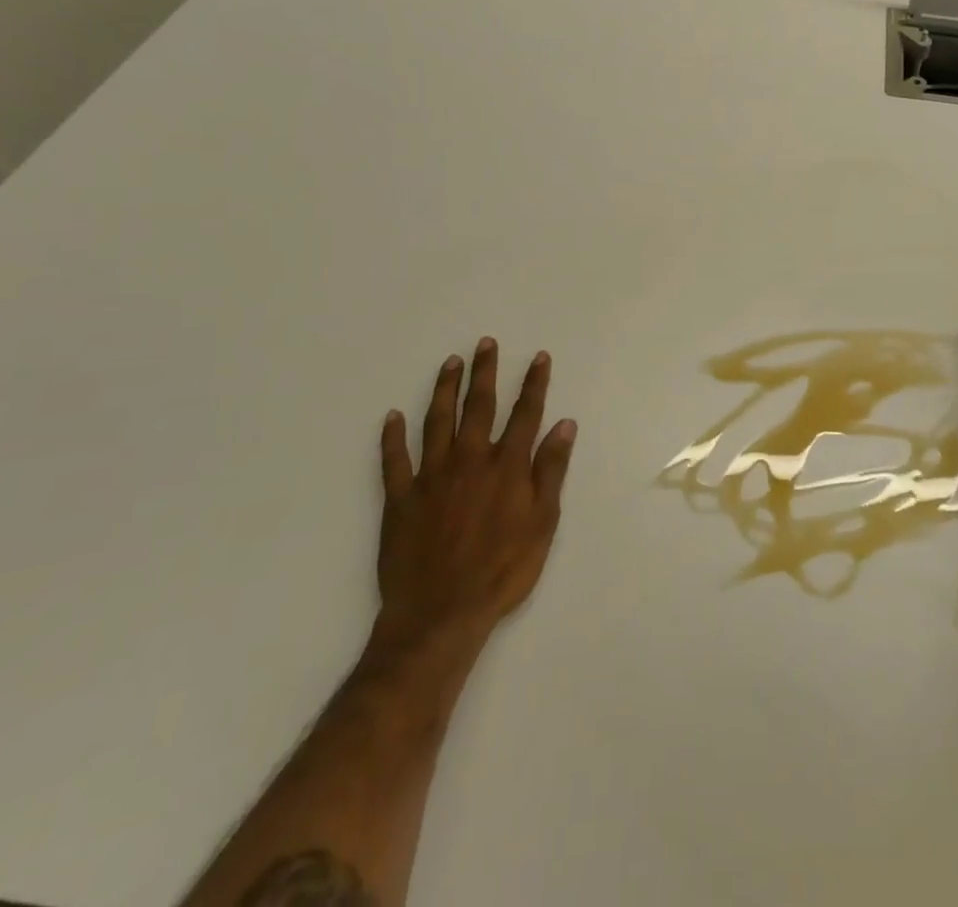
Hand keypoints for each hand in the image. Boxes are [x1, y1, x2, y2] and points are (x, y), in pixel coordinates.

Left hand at [372, 338, 577, 660]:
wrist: (441, 615)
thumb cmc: (502, 571)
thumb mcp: (543, 523)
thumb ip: (552, 470)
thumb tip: (565, 424)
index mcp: (506, 466)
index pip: (525, 413)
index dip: (533, 383)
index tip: (538, 357)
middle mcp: (469, 460)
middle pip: (479, 406)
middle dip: (484, 372)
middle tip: (484, 344)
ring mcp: (431, 476)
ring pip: (437, 421)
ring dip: (445, 389)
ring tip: (450, 363)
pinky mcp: (400, 498)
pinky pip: (394, 460)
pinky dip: (392, 437)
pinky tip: (392, 417)